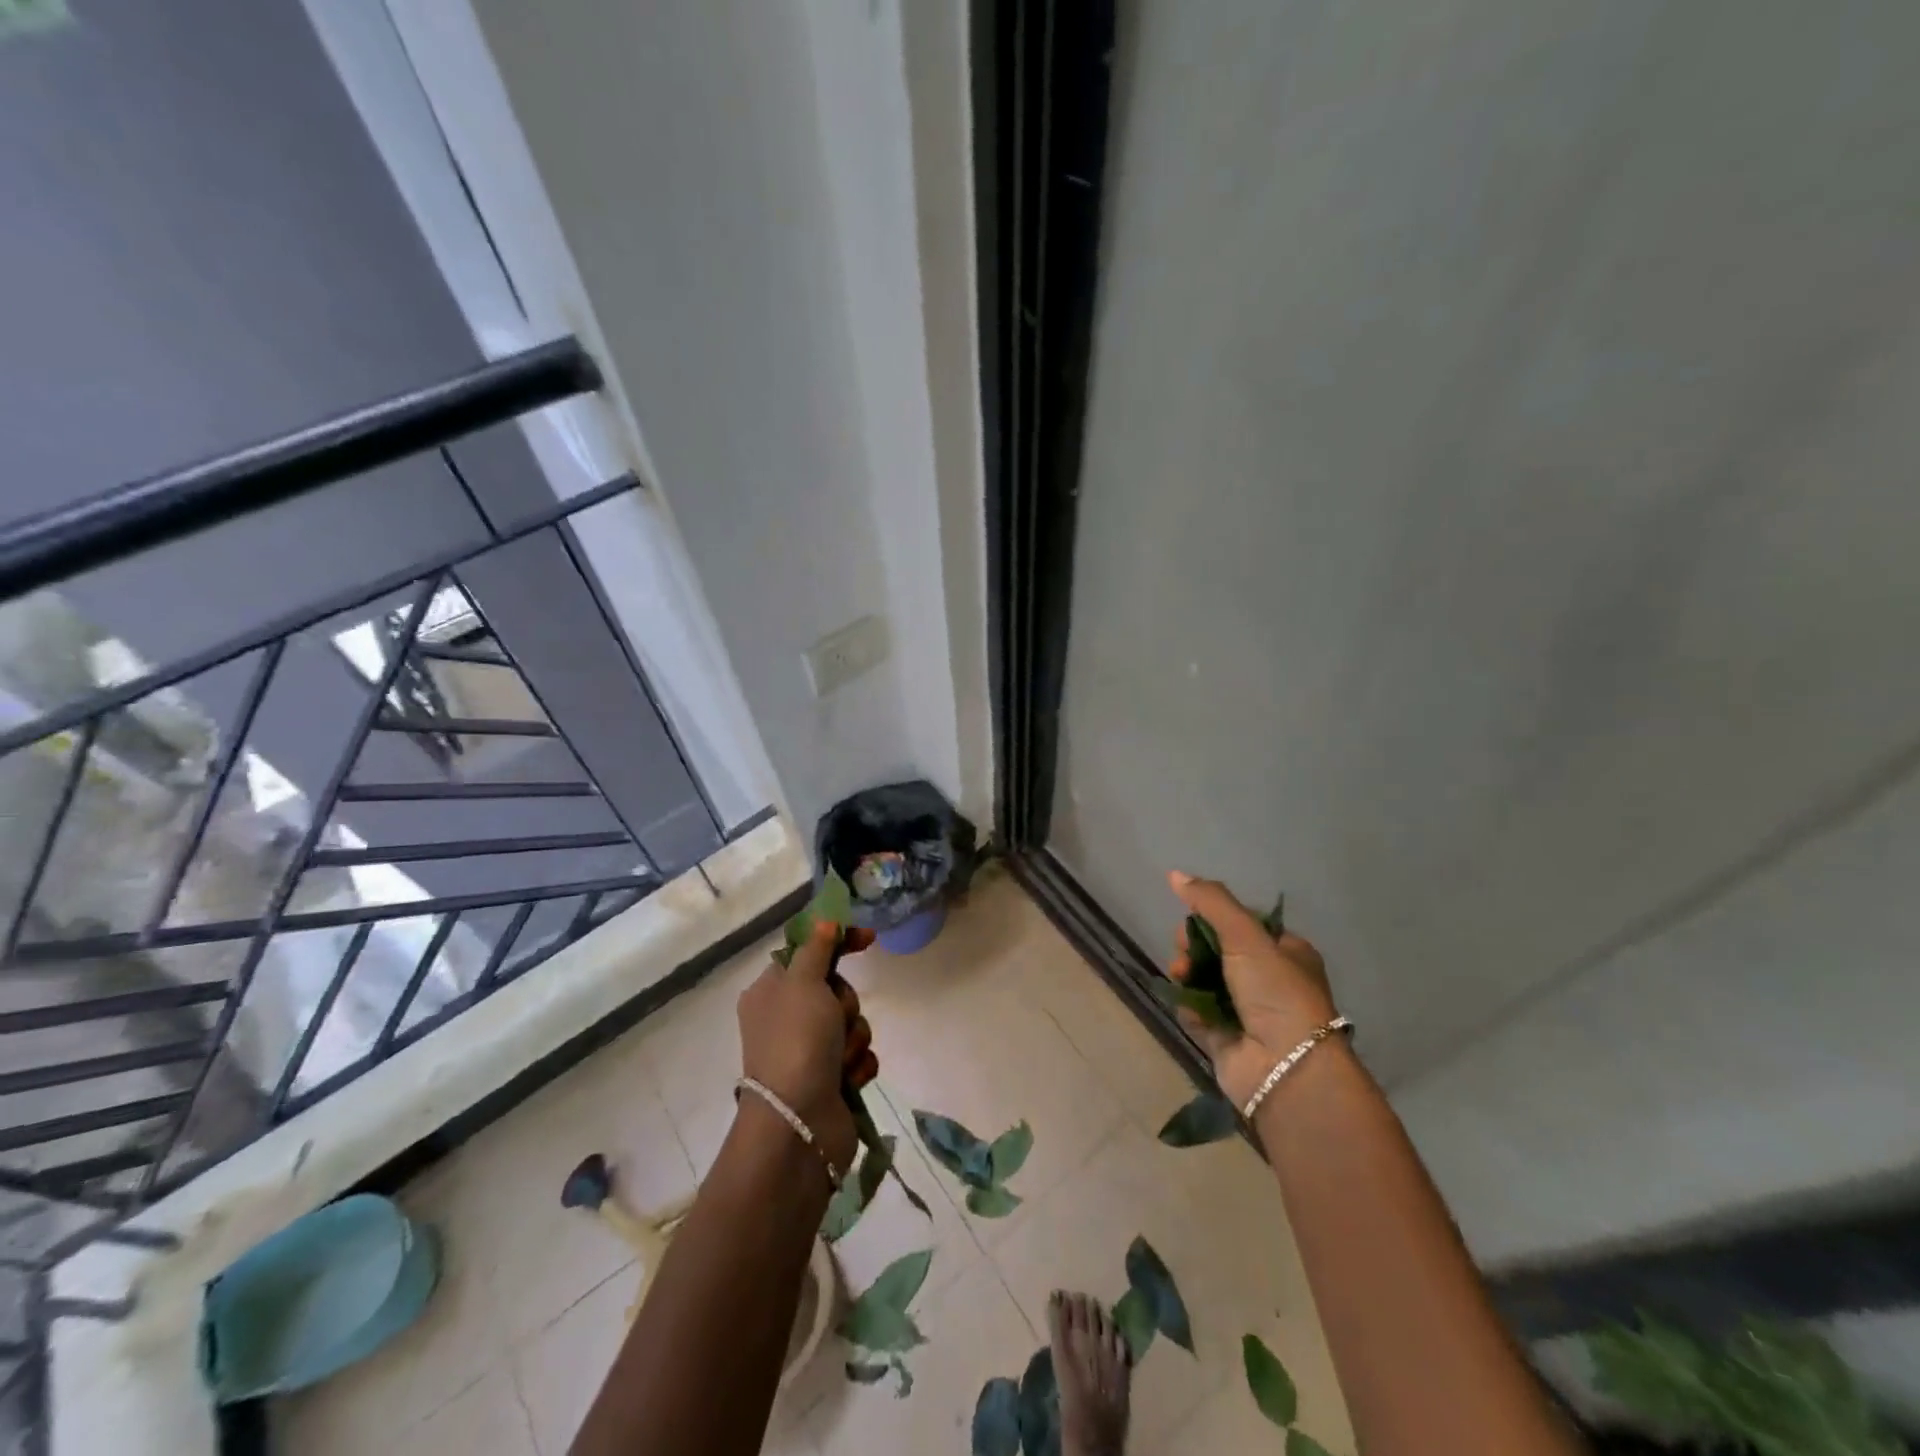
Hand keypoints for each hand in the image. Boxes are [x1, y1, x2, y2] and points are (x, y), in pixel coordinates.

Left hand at [736, 921, 876, 1171]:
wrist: (798, 1125)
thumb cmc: (796, 1042)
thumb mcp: (804, 982)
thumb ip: (817, 948)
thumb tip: (824, 921)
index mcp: (770, 992)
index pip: (807, 952)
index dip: (837, 942)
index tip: (868, 939)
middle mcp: (786, 1019)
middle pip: (835, 988)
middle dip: (845, 1003)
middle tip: (835, 1020)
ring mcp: (808, 1052)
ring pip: (851, 1023)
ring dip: (854, 1037)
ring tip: (841, 1059)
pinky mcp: (830, 1080)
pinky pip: (859, 1055)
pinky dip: (859, 1065)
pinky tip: (849, 1079)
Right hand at [1167, 871, 1339, 1109]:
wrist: (1285, 1068)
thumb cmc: (1276, 992)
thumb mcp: (1246, 935)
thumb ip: (1211, 901)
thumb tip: (1174, 873)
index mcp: (1286, 953)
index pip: (1243, 924)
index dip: (1213, 918)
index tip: (1193, 918)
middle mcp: (1268, 981)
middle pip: (1218, 950)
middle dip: (1194, 945)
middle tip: (1183, 948)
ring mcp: (1247, 1012)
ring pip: (1204, 979)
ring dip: (1187, 972)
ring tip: (1180, 973)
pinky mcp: (1225, 1038)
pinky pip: (1196, 1011)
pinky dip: (1187, 1004)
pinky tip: (1185, 1002)